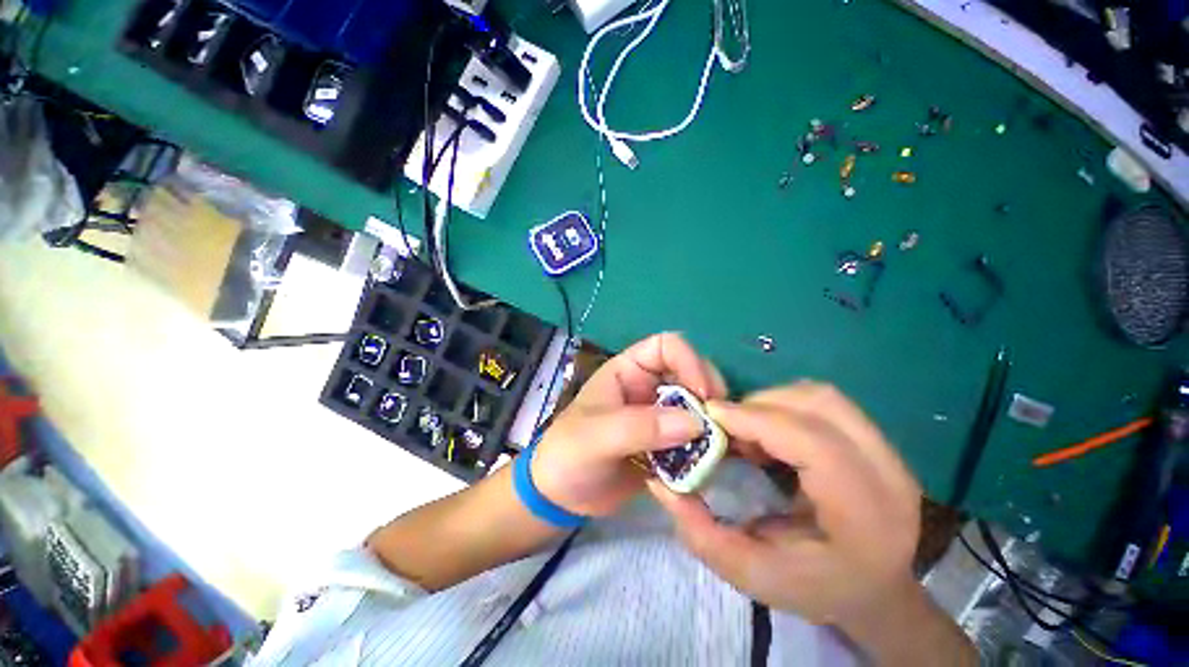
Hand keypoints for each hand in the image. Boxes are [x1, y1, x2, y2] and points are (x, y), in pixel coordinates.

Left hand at [532, 333, 727, 516]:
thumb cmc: (568, 454)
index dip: (690, 361)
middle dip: (709, 397)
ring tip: (716, 454)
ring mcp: (658, 417)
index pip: (667, 346)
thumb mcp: (596, 436)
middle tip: (718, 427)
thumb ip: (640, 427)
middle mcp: (648, 388)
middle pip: (691, 375)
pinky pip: (693, 442)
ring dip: (710, 429)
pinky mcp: (665, 446)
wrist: (560, 497)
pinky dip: (702, 456)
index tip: (704, 395)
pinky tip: (704, 477)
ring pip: (697, 410)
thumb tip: (695, 423)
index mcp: (628, 370)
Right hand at [648, 383, 923, 636]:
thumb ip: (699, 531)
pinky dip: (787, 405)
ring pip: (823, 396)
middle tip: (727, 426)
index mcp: (866, 518)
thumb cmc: (816, 588)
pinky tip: (770, 431)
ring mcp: (891, 453)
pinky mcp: (878, 441)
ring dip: (773, 401)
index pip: (813, 444)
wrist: (877, 590)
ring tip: (748, 430)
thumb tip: (660, 480)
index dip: (756, 420)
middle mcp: (889, 476)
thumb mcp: (749, 574)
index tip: (712, 417)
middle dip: (760, 406)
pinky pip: (825, 402)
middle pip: (820, 406)